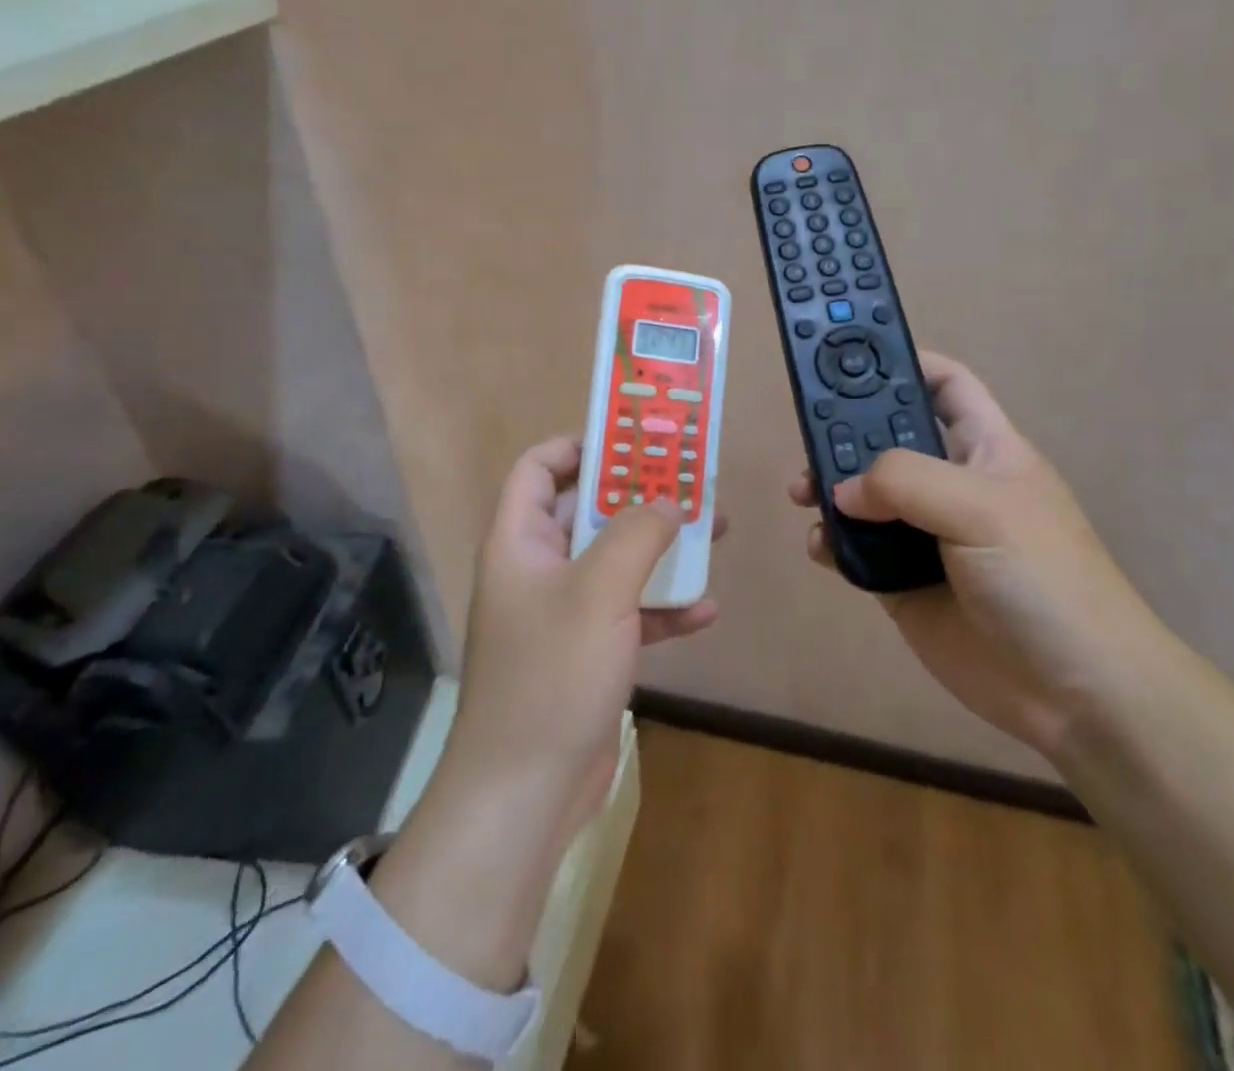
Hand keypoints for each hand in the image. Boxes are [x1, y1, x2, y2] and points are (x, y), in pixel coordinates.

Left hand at [446, 435, 720, 841]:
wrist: (525, 794)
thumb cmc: (552, 675)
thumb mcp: (599, 591)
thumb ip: (637, 534)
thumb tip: (668, 501)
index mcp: (520, 542)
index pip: (538, 469)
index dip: (579, 446)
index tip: (632, 440)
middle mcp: (537, 570)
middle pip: (588, 512)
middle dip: (639, 497)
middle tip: (690, 482)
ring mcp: (562, 614)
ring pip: (616, 562)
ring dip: (661, 549)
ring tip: (713, 534)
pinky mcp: (586, 653)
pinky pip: (628, 613)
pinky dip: (662, 608)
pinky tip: (705, 612)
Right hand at [789, 352, 1158, 756]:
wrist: (1074, 694)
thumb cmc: (1043, 579)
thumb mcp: (983, 508)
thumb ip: (906, 481)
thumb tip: (843, 492)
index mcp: (985, 448)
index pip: (945, 385)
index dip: (905, 363)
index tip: (848, 359)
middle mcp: (951, 484)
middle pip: (889, 437)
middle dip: (846, 430)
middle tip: (804, 434)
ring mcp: (925, 535)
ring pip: (864, 494)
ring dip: (829, 487)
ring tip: (800, 493)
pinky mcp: (902, 582)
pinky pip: (855, 550)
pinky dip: (831, 543)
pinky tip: (822, 549)